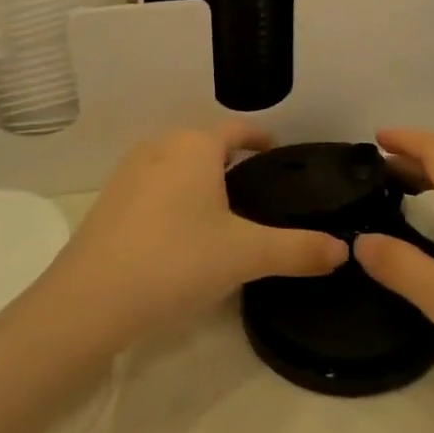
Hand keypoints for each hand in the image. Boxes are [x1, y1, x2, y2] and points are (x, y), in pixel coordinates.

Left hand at [35, 123, 347, 353]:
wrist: (89, 302)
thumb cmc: (176, 260)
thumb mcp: (246, 255)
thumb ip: (299, 250)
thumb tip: (344, 250)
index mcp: (195, 146)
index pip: (238, 130)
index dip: (262, 139)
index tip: (280, 156)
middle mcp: (160, 147)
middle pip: (205, 146)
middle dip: (232, 163)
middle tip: (260, 194)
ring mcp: (128, 174)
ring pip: (177, 167)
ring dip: (200, 182)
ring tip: (224, 216)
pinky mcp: (108, 204)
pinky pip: (153, 189)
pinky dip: (174, 201)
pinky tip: (182, 237)